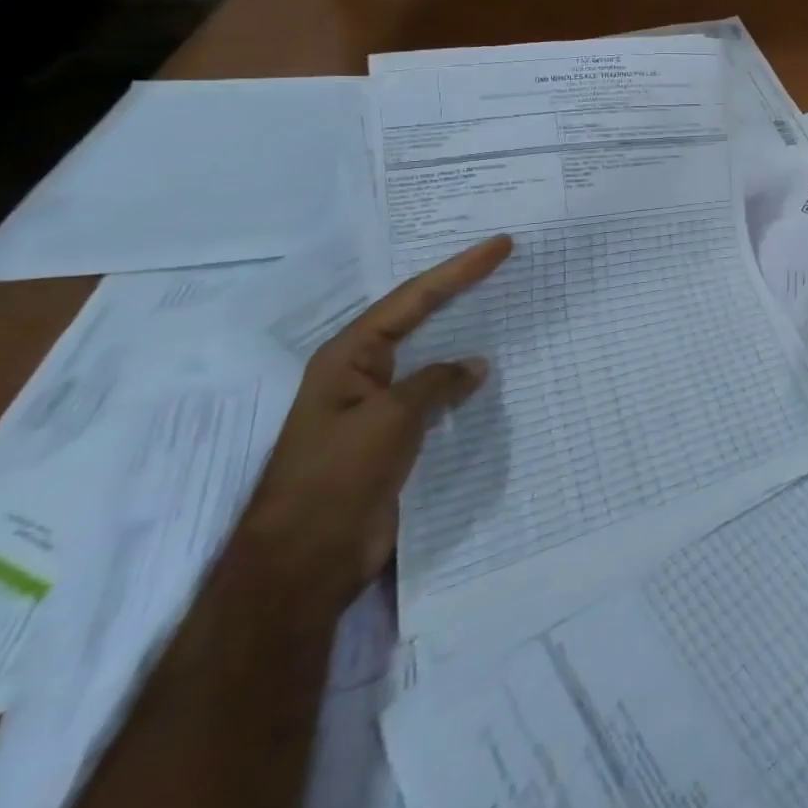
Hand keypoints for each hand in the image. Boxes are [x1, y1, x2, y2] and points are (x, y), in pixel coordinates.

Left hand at [240, 234, 512, 608]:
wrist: (305, 562)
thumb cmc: (338, 477)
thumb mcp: (391, 418)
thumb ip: (436, 382)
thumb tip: (475, 365)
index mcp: (349, 356)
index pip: (413, 298)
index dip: (459, 269)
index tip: (500, 245)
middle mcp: (361, 372)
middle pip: (417, 316)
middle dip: (458, 288)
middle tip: (501, 261)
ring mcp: (376, 405)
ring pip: (428, 354)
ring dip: (463, 331)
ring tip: (502, 306)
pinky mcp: (392, 436)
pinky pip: (434, 393)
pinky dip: (461, 378)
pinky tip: (487, 374)